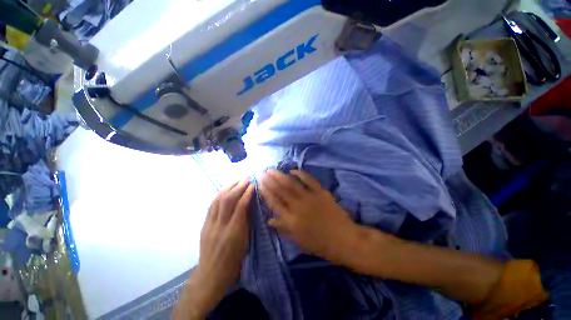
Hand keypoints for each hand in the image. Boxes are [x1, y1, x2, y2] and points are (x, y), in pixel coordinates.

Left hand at [174, 180, 253, 318]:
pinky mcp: (204, 225)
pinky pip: (211, 206)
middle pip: (228, 200)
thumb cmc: (234, 260)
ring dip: (228, 188)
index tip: (253, 185)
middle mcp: (220, 226)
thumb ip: (246, 222)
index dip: (247, 193)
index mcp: (234, 232)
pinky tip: (225, 190)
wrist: (211, 274)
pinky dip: (219, 195)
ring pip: (218, 200)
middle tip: (246, 178)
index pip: (241, 207)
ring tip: (236, 180)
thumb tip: (249, 205)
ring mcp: (210, 225)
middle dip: (238, 187)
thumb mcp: (245, 242)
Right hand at [260, 170, 359, 263]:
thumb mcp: (298, 240)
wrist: (344, 239)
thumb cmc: (319, 244)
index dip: (265, 191)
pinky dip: (300, 173)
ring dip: (281, 175)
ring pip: (291, 183)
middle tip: (262, 172)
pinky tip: (293, 170)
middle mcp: (298, 206)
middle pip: (280, 190)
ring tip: (273, 169)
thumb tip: (269, 220)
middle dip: (270, 180)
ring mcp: (310, 197)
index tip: (259, 183)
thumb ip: (283, 228)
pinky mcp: (321, 192)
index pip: (274, 202)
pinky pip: (309, 180)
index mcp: (291, 220)